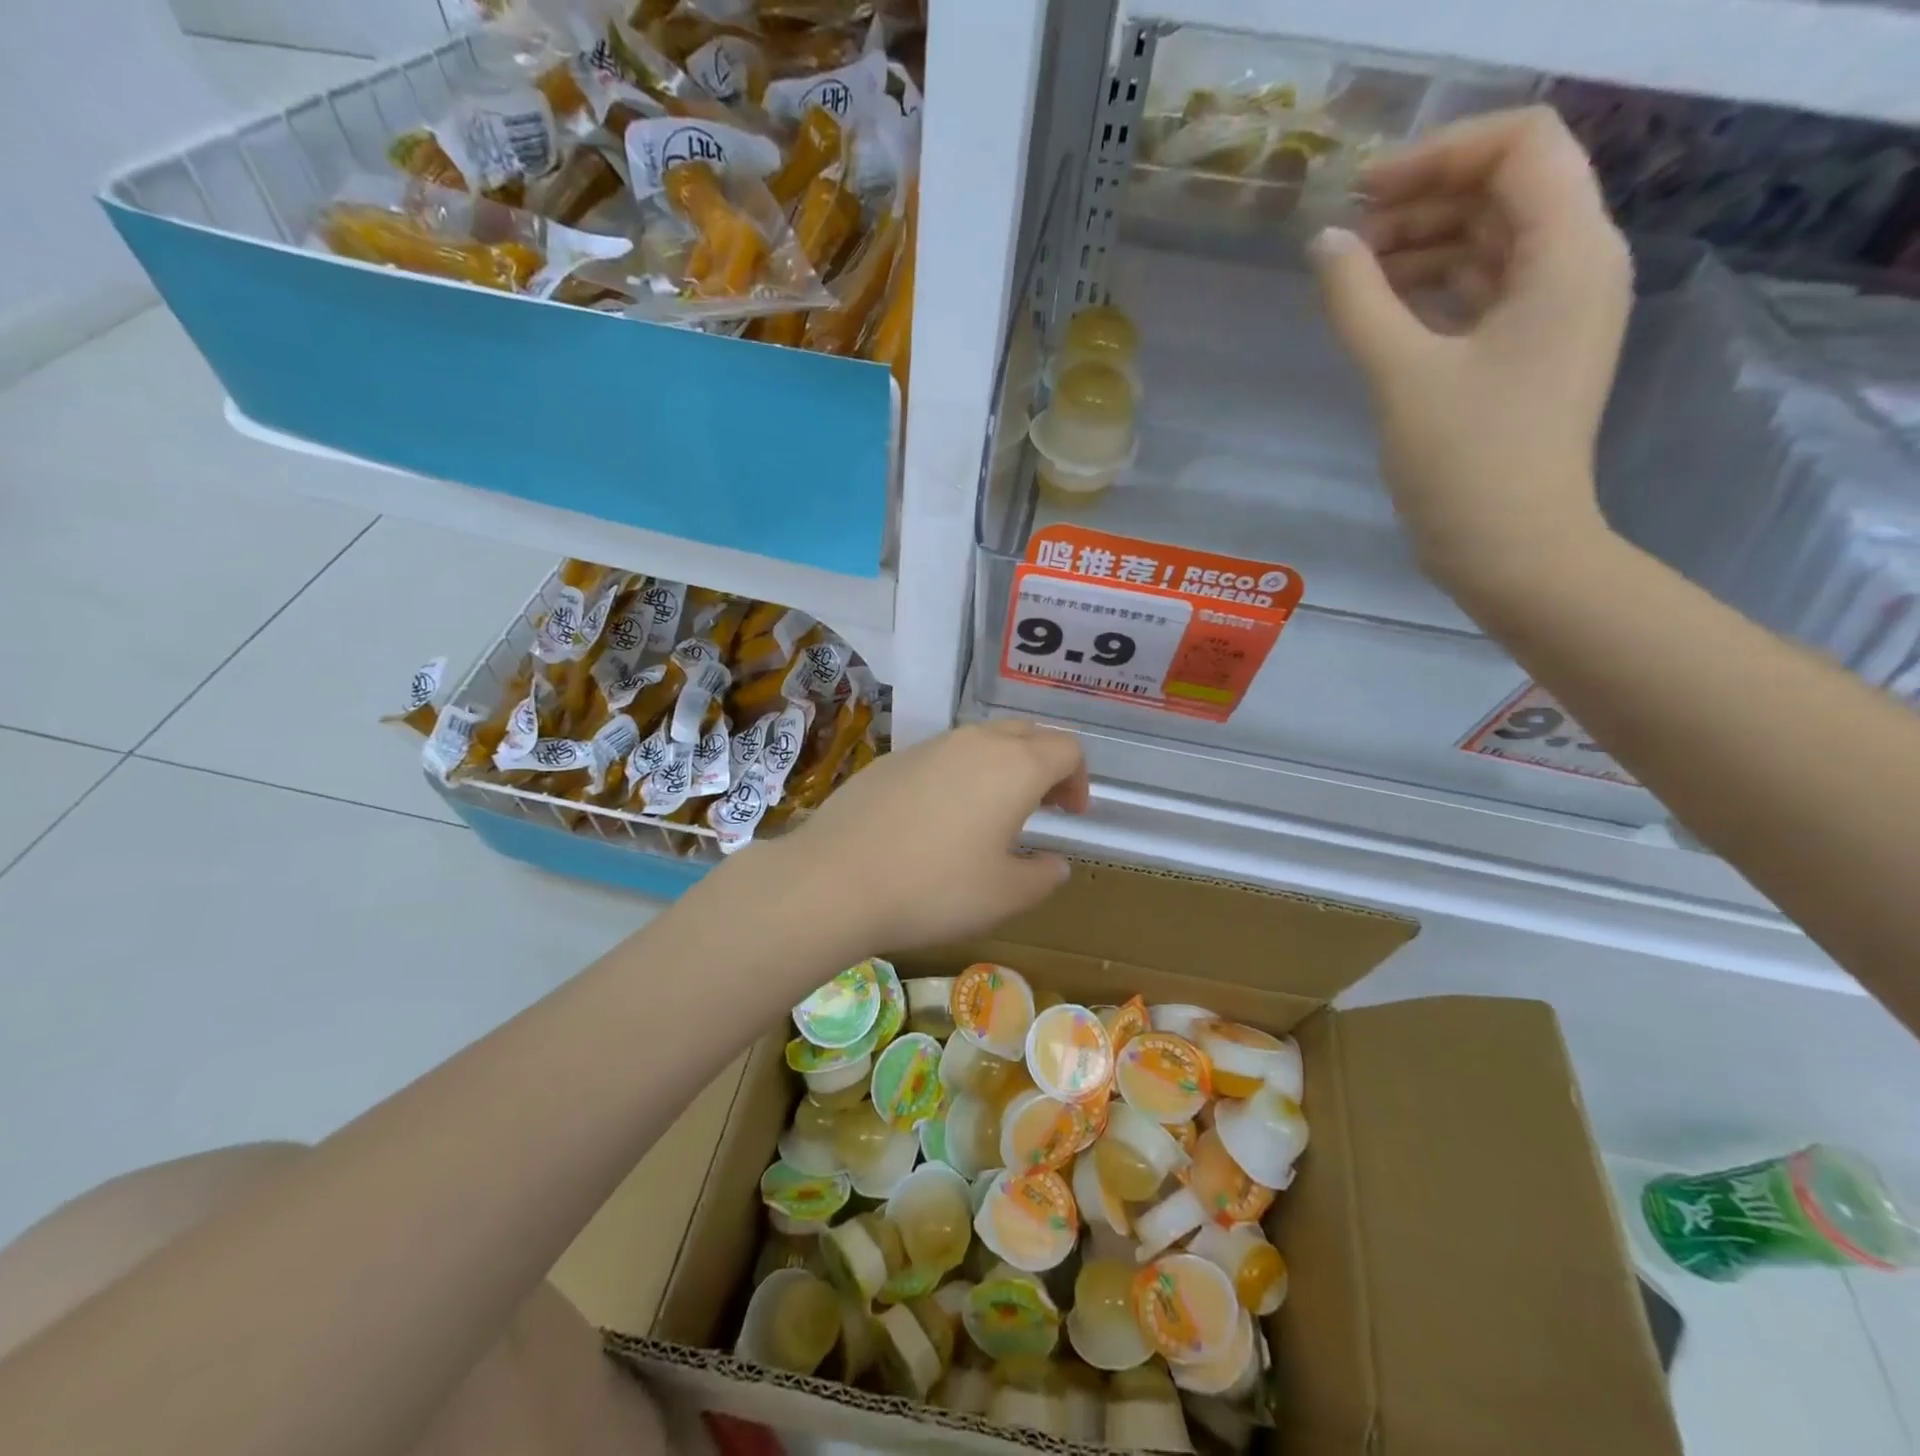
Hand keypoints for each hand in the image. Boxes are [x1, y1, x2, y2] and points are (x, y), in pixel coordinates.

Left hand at [748, 722, 1088, 954]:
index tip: (1071, 815)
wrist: (835, 879)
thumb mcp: (1005, 896)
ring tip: (992, 814)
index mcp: (1015, 766)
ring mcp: (929, 746)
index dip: (1079, 779)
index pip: (1067, 749)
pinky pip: (942, 756)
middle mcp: (974, 743)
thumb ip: (1043, 876)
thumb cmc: (934, 889)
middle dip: (1044, 765)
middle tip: (1043, 806)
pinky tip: (938, 818)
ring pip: (981, 740)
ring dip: (1001, 767)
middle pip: (1027, 734)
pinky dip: (959, 775)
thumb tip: (1055, 863)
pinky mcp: (892, 759)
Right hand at [1309, 107, 1631, 606]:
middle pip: (1506, 188)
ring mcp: (1553, 312)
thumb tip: (1323, 243)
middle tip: (1346, 237)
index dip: (1439, 152)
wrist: (1512, 549)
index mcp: (1568, 253)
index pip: (1521, 145)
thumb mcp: (1402, 376)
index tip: (1362, 192)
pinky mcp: (1526, 352)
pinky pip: (1482, 291)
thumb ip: (1358, 301)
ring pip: (1491, 241)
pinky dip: (1432, 287)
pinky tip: (1381, 307)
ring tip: (1352, 273)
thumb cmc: (1465, 463)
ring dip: (1423, 243)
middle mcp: (1575, 266)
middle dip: (1424, 198)